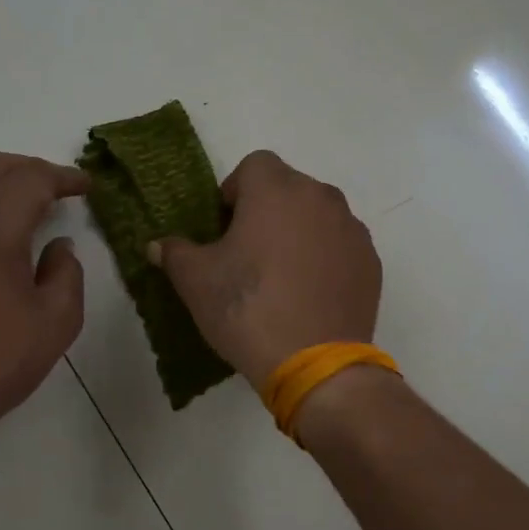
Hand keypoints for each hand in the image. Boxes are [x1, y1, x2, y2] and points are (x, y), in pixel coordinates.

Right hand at [149, 149, 380, 384]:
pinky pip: (340, 247)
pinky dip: (324, 259)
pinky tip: (309, 296)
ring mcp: (352, 230)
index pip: (254, 165)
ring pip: (317, 217)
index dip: (234, 192)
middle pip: (288, 189)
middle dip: (267, 212)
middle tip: (248, 255)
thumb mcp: (195, 281)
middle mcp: (321, 197)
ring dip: (298, 234)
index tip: (225, 229)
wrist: (314, 364)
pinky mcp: (371, 262)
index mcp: (277, 190)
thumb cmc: (247, 309)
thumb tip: (158, 245)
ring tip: (281, 278)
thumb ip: (175, 252)